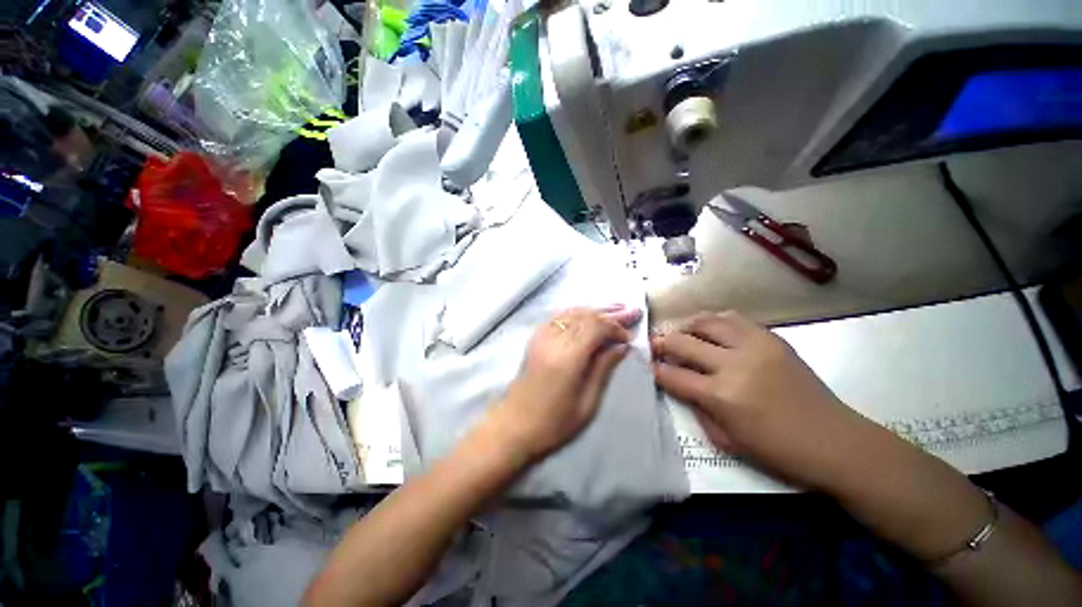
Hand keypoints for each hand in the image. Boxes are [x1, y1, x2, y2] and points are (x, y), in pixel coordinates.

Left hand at [490, 305, 641, 461]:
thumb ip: (603, 368)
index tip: (628, 338)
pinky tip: (588, 313)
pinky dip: (577, 312)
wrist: (514, 425)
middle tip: (631, 312)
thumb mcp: (587, 402)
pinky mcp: (535, 338)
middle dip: (610, 314)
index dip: (615, 328)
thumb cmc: (554, 422)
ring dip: (595, 310)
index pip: (595, 327)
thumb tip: (622, 346)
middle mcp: (553, 340)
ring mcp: (541, 336)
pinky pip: (558, 316)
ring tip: (615, 308)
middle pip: (585, 316)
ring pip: (572, 312)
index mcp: (567, 358)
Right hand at [652, 311, 860, 488]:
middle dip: (662, 343)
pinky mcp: (772, 338)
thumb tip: (679, 382)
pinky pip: (733, 319)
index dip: (655, 370)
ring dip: (687, 327)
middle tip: (655, 345)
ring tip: (682, 334)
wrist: (835, 441)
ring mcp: (755, 346)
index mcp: (721, 395)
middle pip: (683, 342)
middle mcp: (734, 364)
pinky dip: (715, 322)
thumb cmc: (777, 450)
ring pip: (707, 321)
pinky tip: (711, 331)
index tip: (647, 365)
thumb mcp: (725, 439)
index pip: (673, 375)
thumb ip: (696, 406)